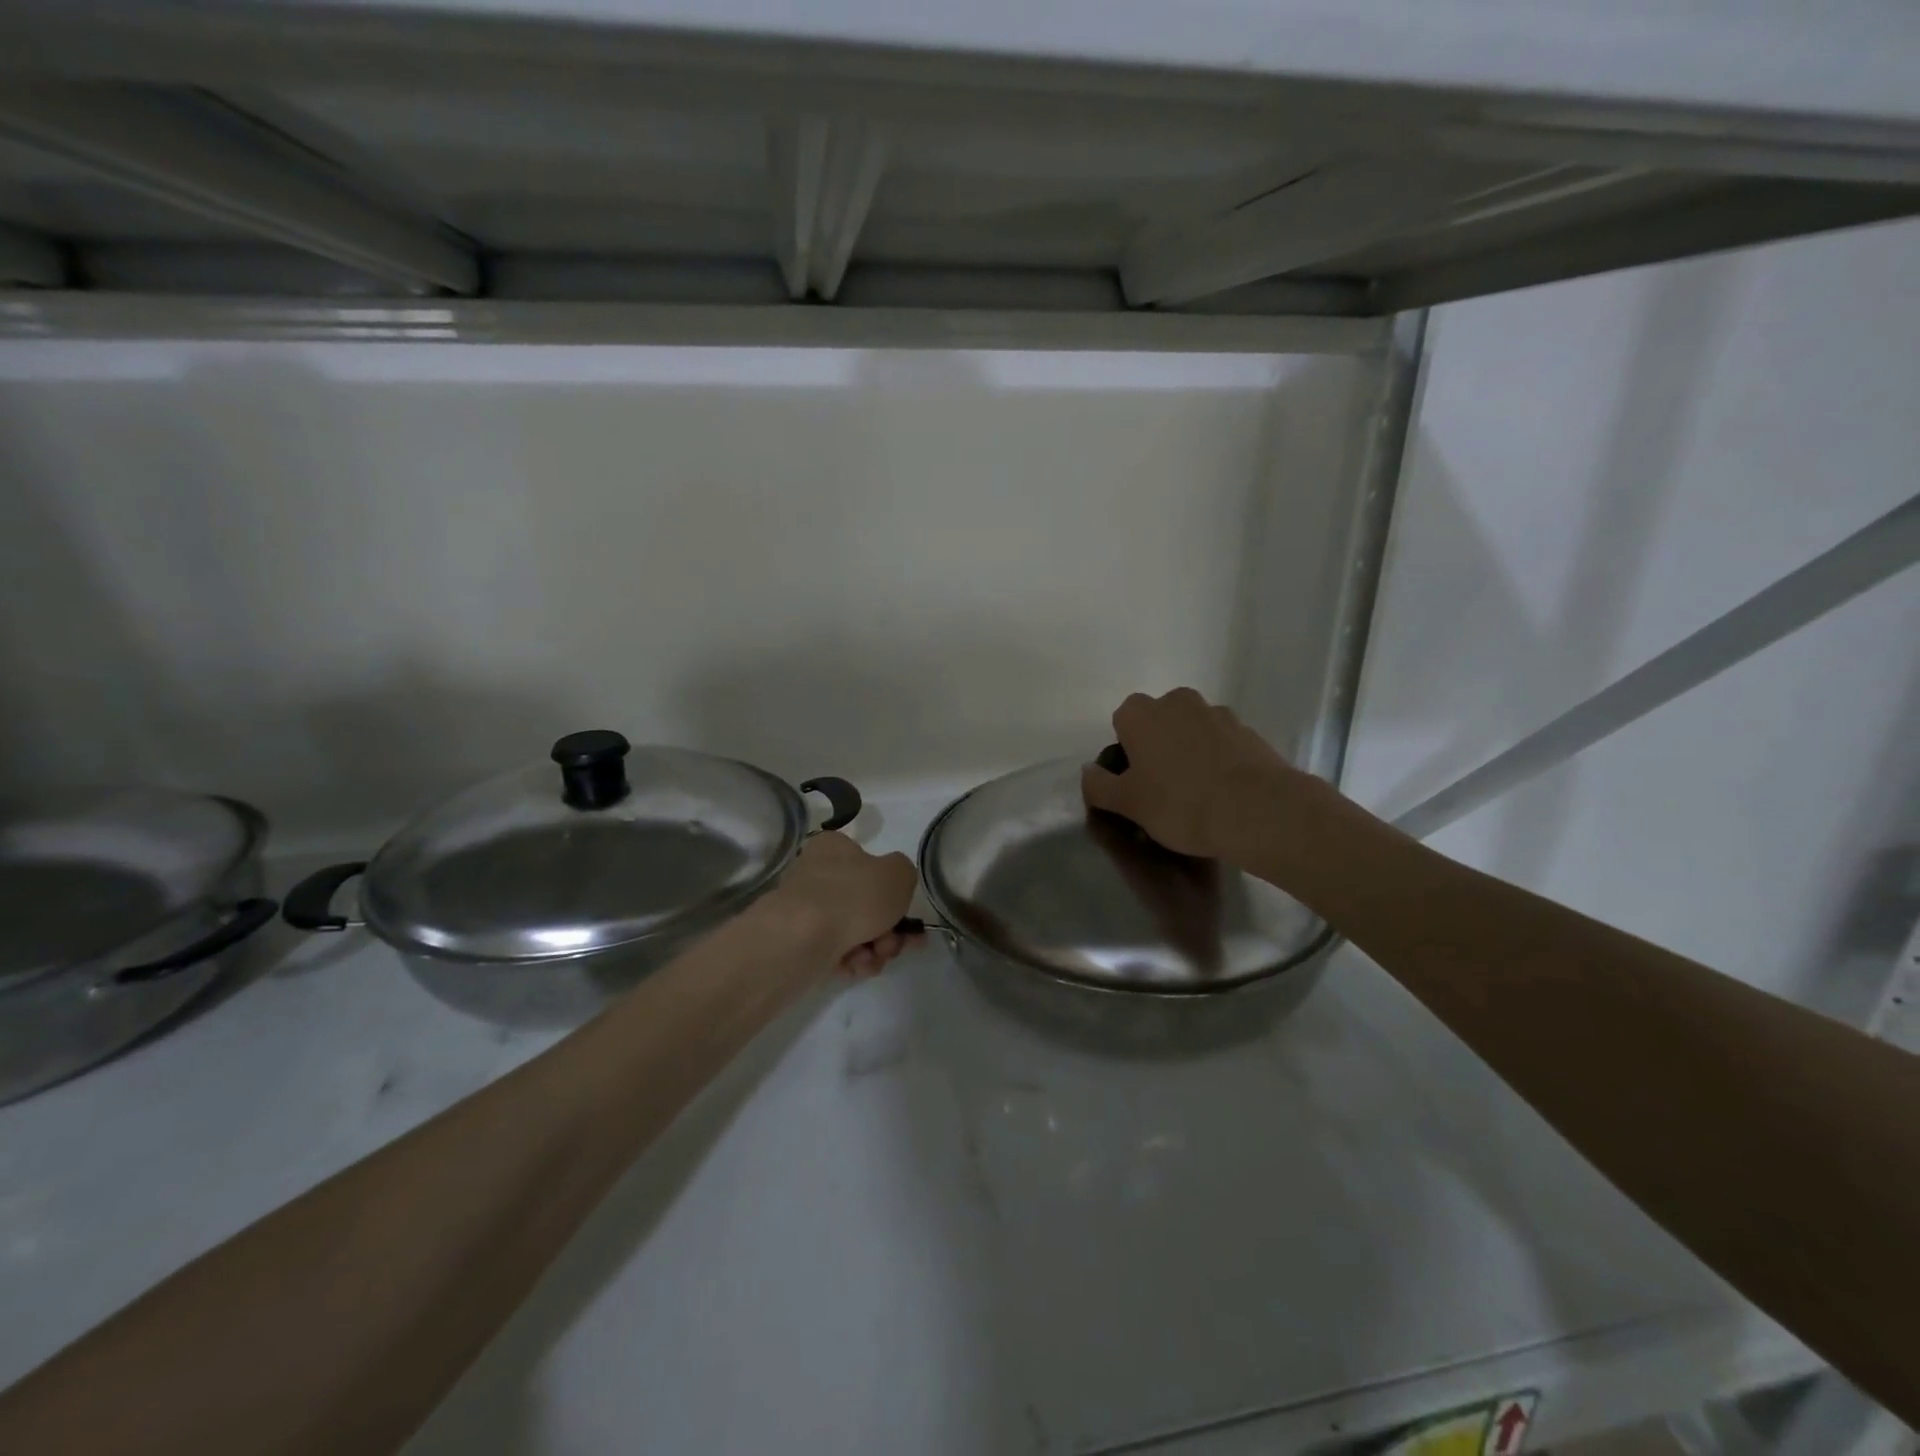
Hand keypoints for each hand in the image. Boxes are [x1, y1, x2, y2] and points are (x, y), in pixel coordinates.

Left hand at [770, 831, 921, 976]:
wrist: (804, 938)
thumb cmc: (854, 895)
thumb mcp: (898, 873)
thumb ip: (904, 873)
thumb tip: (893, 883)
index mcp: (833, 848)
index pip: (867, 861)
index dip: (892, 889)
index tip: (907, 913)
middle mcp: (815, 873)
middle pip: (864, 902)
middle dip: (888, 928)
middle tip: (898, 943)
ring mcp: (805, 909)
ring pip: (853, 929)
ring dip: (874, 947)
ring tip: (876, 958)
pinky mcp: (798, 941)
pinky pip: (834, 950)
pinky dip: (852, 960)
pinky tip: (858, 967)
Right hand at [1080, 688, 1317, 866]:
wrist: (1259, 811)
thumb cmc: (1180, 804)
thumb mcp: (1127, 803)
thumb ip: (1099, 785)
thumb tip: (1089, 772)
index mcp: (1141, 713)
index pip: (1121, 722)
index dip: (1125, 753)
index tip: (1134, 783)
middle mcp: (1178, 702)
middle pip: (1158, 722)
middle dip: (1157, 747)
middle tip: (1162, 788)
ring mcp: (1217, 713)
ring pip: (1191, 730)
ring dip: (1189, 751)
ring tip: (1197, 793)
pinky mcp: (1249, 731)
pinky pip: (1221, 743)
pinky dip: (1217, 760)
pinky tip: (1223, 792)